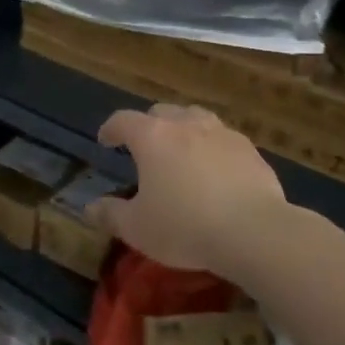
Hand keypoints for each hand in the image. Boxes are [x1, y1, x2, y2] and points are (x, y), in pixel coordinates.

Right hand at [90, 103, 292, 280]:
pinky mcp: (249, 149)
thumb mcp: (138, 229)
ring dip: (183, 130)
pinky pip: (223, 139)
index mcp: (152, 137)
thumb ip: (111, 214)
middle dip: (148, 126)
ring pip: (195, 118)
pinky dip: (212, 148)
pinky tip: (216, 171)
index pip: (123, 120)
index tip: (105, 140)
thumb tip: (90, 208)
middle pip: (161, 112)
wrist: (254, 231)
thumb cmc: (185, 227)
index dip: (111, 129)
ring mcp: (221, 133)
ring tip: (181, 152)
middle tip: (144, 148)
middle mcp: (186, 124)